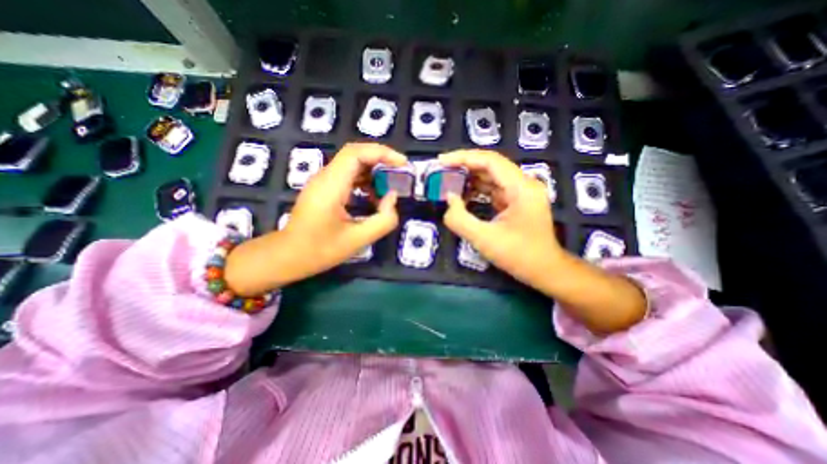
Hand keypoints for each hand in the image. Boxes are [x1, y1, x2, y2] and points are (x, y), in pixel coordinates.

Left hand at [224, 144, 407, 294]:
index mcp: (331, 186)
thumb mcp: (358, 240)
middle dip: (381, 160)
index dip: (382, 153)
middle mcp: (325, 177)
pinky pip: (348, 175)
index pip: (356, 153)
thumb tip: (392, 197)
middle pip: (356, 154)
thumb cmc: (320, 250)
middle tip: (400, 173)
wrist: (287, 256)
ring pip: (352, 164)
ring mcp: (323, 181)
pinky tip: (373, 197)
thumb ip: (383, 220)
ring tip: (389, 187)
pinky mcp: (324, 188)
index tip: (402, 163)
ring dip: (374, 171)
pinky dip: (365, 181)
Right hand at [438, 148, 645, 333]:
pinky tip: (463, 195)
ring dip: (469, 178)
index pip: (490, 161)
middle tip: (441, 171)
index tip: (442, 161)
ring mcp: (521, 193)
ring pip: (491, 177)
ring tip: (448, 181)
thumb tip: (449, 199)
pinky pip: (493, 189)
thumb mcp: (484, 239)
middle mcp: (523, 184)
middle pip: (490, 166)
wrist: (545, 271)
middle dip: (464, 167)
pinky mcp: (516, 202)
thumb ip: (460, 219)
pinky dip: (476, 190)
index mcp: (521, 188)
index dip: (463, 158)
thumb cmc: (519, 256)